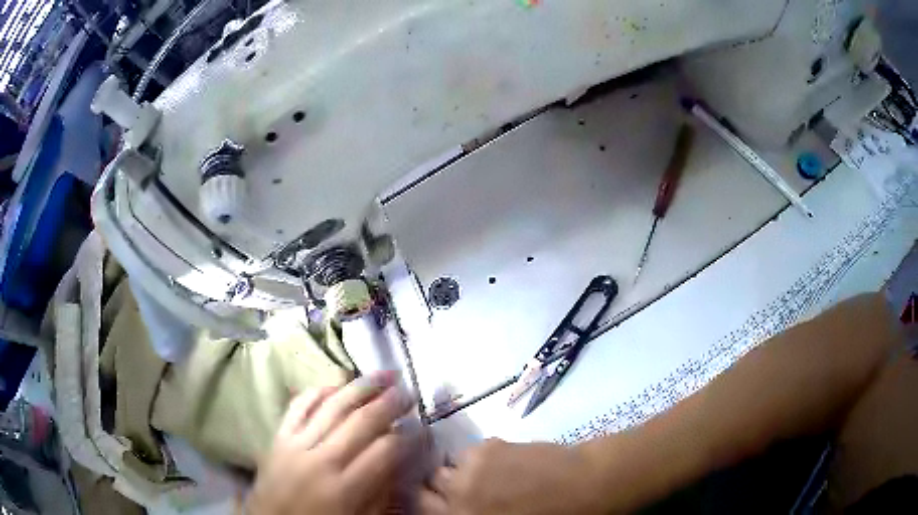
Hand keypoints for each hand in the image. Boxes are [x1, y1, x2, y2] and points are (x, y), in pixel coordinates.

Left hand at [246, 371, 416, 514]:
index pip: (385, 450)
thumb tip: (400, 461)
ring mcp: (295, 444)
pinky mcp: (277, 437)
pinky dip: (318, 390)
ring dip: (360, 387)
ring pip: (332, 406)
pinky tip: (337, 382)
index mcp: (345, 488)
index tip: (423, 426)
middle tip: (409, 391)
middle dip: (390, 403)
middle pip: (361, 421)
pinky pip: (298, 406)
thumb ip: (380, 493)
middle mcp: (321, 460)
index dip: (409, 436)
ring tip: (383, 374)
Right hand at [418, 439, 605, 514]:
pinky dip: (481, 458)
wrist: (587, 487)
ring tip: (487, 475)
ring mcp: (468, 473)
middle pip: (426, 486)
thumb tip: (455, 507)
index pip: (420, 507)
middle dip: (438, 487)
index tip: (439, 501)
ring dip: (461, 472)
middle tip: (462, 488)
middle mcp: (456, 498)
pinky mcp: (486, 448)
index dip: (428, 503)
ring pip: (446, 467)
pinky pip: (469, 452)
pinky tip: (505, 462)